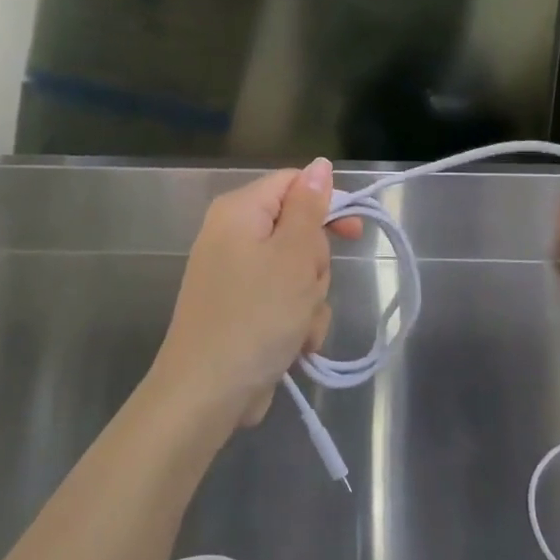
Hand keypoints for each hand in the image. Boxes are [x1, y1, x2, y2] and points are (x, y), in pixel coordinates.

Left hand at [152, 159, 361, 432]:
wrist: (205, 395)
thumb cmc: (255, 316)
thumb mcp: (293, 255)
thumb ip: (310, 207)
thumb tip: (320, 165)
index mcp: (240, 211)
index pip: (294, 184)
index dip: (328, 203)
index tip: (354, 233)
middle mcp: (233, 236)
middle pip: (299, 230)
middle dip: (315, 264)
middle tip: (307, 288)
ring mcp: (236, 276)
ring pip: (297, 271)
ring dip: (309, 300)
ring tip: (298, 327)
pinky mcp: (241, 310)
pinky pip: (283, 301)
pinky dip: (294, 321)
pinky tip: (292, 347)